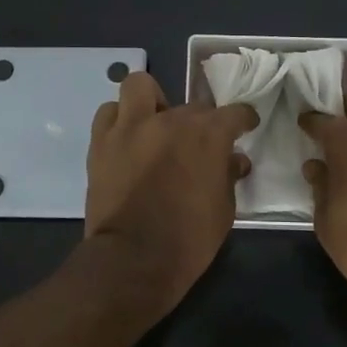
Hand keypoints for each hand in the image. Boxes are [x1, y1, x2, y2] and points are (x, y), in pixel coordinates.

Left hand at [84, 72, 259, 313]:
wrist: (133, 259)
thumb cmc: (189, 239)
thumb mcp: (224, 211)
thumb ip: (229, 177)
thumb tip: (235, 160)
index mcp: (207, 136)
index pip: (234, 113)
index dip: (243, 119)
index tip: (244, 127)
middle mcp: (171, 120)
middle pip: (192, 106)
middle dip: (199, 123)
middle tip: (196, 146)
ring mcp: (132, 127)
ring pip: (140, 87)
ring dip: (151, 101)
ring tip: (154, 124)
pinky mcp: (102, 142)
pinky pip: (109, 113)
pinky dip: (119, 119)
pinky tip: (126, 138)